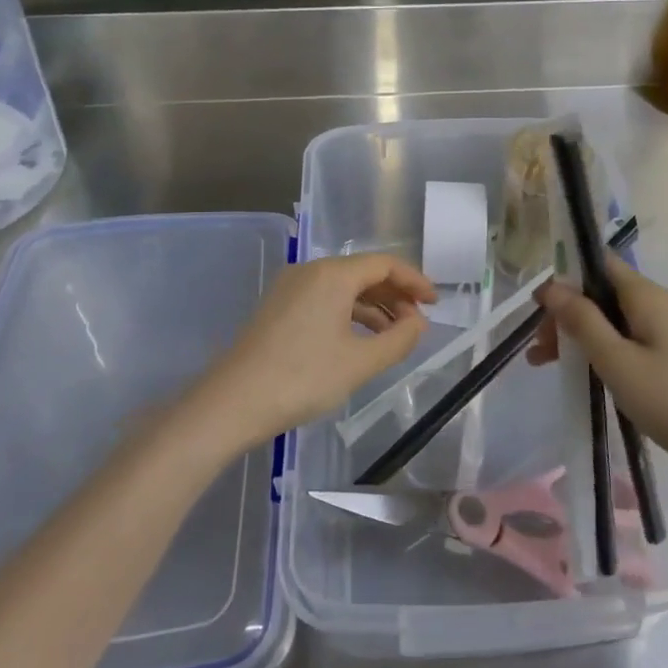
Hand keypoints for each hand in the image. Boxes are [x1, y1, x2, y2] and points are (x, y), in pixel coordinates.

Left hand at [188, 254, 435, 450]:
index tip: (435, 303)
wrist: (232, 402)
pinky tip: (360, 340)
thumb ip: (398, 339)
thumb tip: (418, 322)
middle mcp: (311, 271)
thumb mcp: (359, 363)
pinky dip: (349, 313)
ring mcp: (291, 288)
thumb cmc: (302, 379)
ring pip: (343, 287)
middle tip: (418, 322)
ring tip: (394, 335)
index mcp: (333, 275)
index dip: (414, 281)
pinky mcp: (279, 307)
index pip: (385, 264)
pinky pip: (325, 299)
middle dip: (395, 294)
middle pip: (364, 272)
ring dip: (373, 306)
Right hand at [531, 257, 667, 480]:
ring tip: (550, 366)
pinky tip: (591, 378)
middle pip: (604, 295)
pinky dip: (605, 353)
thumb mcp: (617, 361)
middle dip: (568, 315)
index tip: (538, 308)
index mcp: (647, 295)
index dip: (565, 278)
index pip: (599, 264)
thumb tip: (552, 286)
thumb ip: (582, 321)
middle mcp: (660, 305)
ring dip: (582, 337)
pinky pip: (632, 343)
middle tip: (539, 349)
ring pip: (616, 322)